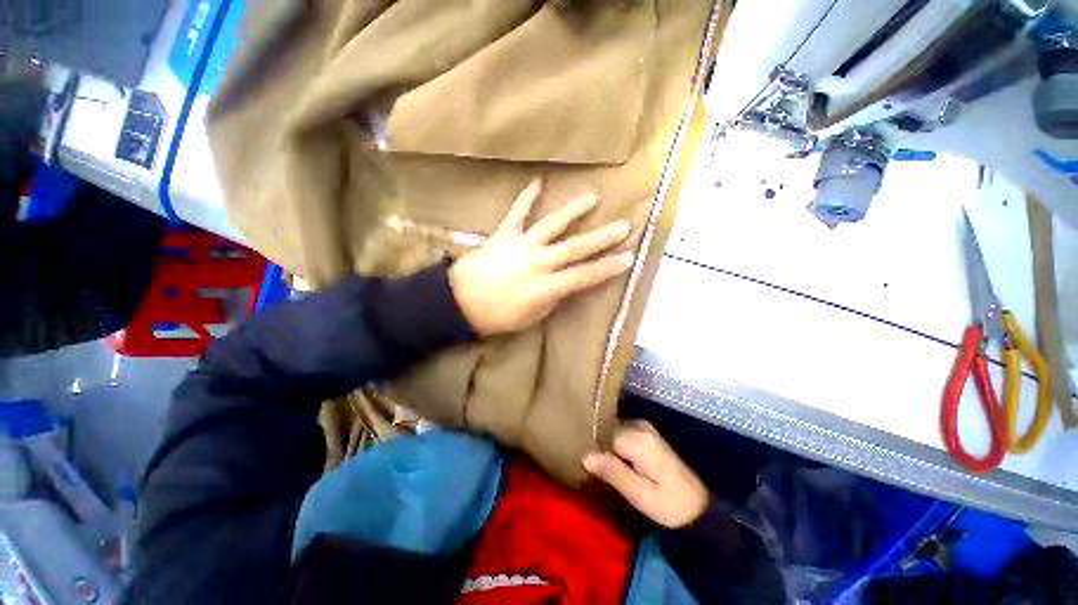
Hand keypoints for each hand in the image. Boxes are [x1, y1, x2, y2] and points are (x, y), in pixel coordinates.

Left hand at [449, 178, 633, 336]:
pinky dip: (527, 197)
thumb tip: (565, 282)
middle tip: (624, 226)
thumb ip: (553, 298)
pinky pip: (517, 213)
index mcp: (546, 287)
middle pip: (576, 247)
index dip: (608, 268)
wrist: (460, 302)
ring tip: (592, 198)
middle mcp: (538, 262)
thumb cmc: (498, 316)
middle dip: (602, 238)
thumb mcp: (532, 317)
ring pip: (552, 225)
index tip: (628, 258)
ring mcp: (521, 245)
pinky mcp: (504, 234)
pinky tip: (539, 181)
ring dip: (573, 211)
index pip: (585, 276)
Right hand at [583, 420, 708, 528]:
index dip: (594, 449)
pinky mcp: (645, 432)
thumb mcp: (639, 495)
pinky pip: (620, 433)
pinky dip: (614, 445)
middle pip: (607, 430)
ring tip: (602, 466)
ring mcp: (643, 427)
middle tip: (595, 469)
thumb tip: (585, 455)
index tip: (589, 466)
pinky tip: (614, 461)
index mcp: (638, 439)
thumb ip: (613, 472)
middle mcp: (640, 426)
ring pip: (612, 430)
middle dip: (598, 446)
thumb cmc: (668, 505)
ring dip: (605, 446)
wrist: (697, 507)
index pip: (603, 435)